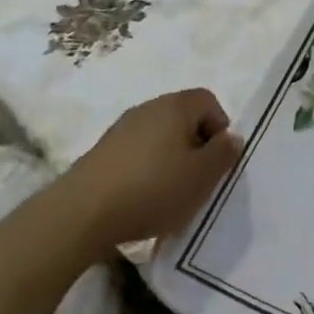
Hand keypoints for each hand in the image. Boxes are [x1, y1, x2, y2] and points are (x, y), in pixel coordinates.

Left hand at [62, 89, 243, 249]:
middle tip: (198, 179)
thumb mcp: (202, 176)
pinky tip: (142, 199)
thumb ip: (224, 153)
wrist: (82, 212)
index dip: (220, 128)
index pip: (209, 100)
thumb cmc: (153, 189)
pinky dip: (146, 170)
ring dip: (170, 160)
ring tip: (170, 194)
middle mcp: (147, 108)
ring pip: (159, 136)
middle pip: (183, 118)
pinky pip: (137, 153)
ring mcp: (121, 129)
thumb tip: (231, 137)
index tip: (217, 160)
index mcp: (175, 106)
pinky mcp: (102, 152)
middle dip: (196, 146)